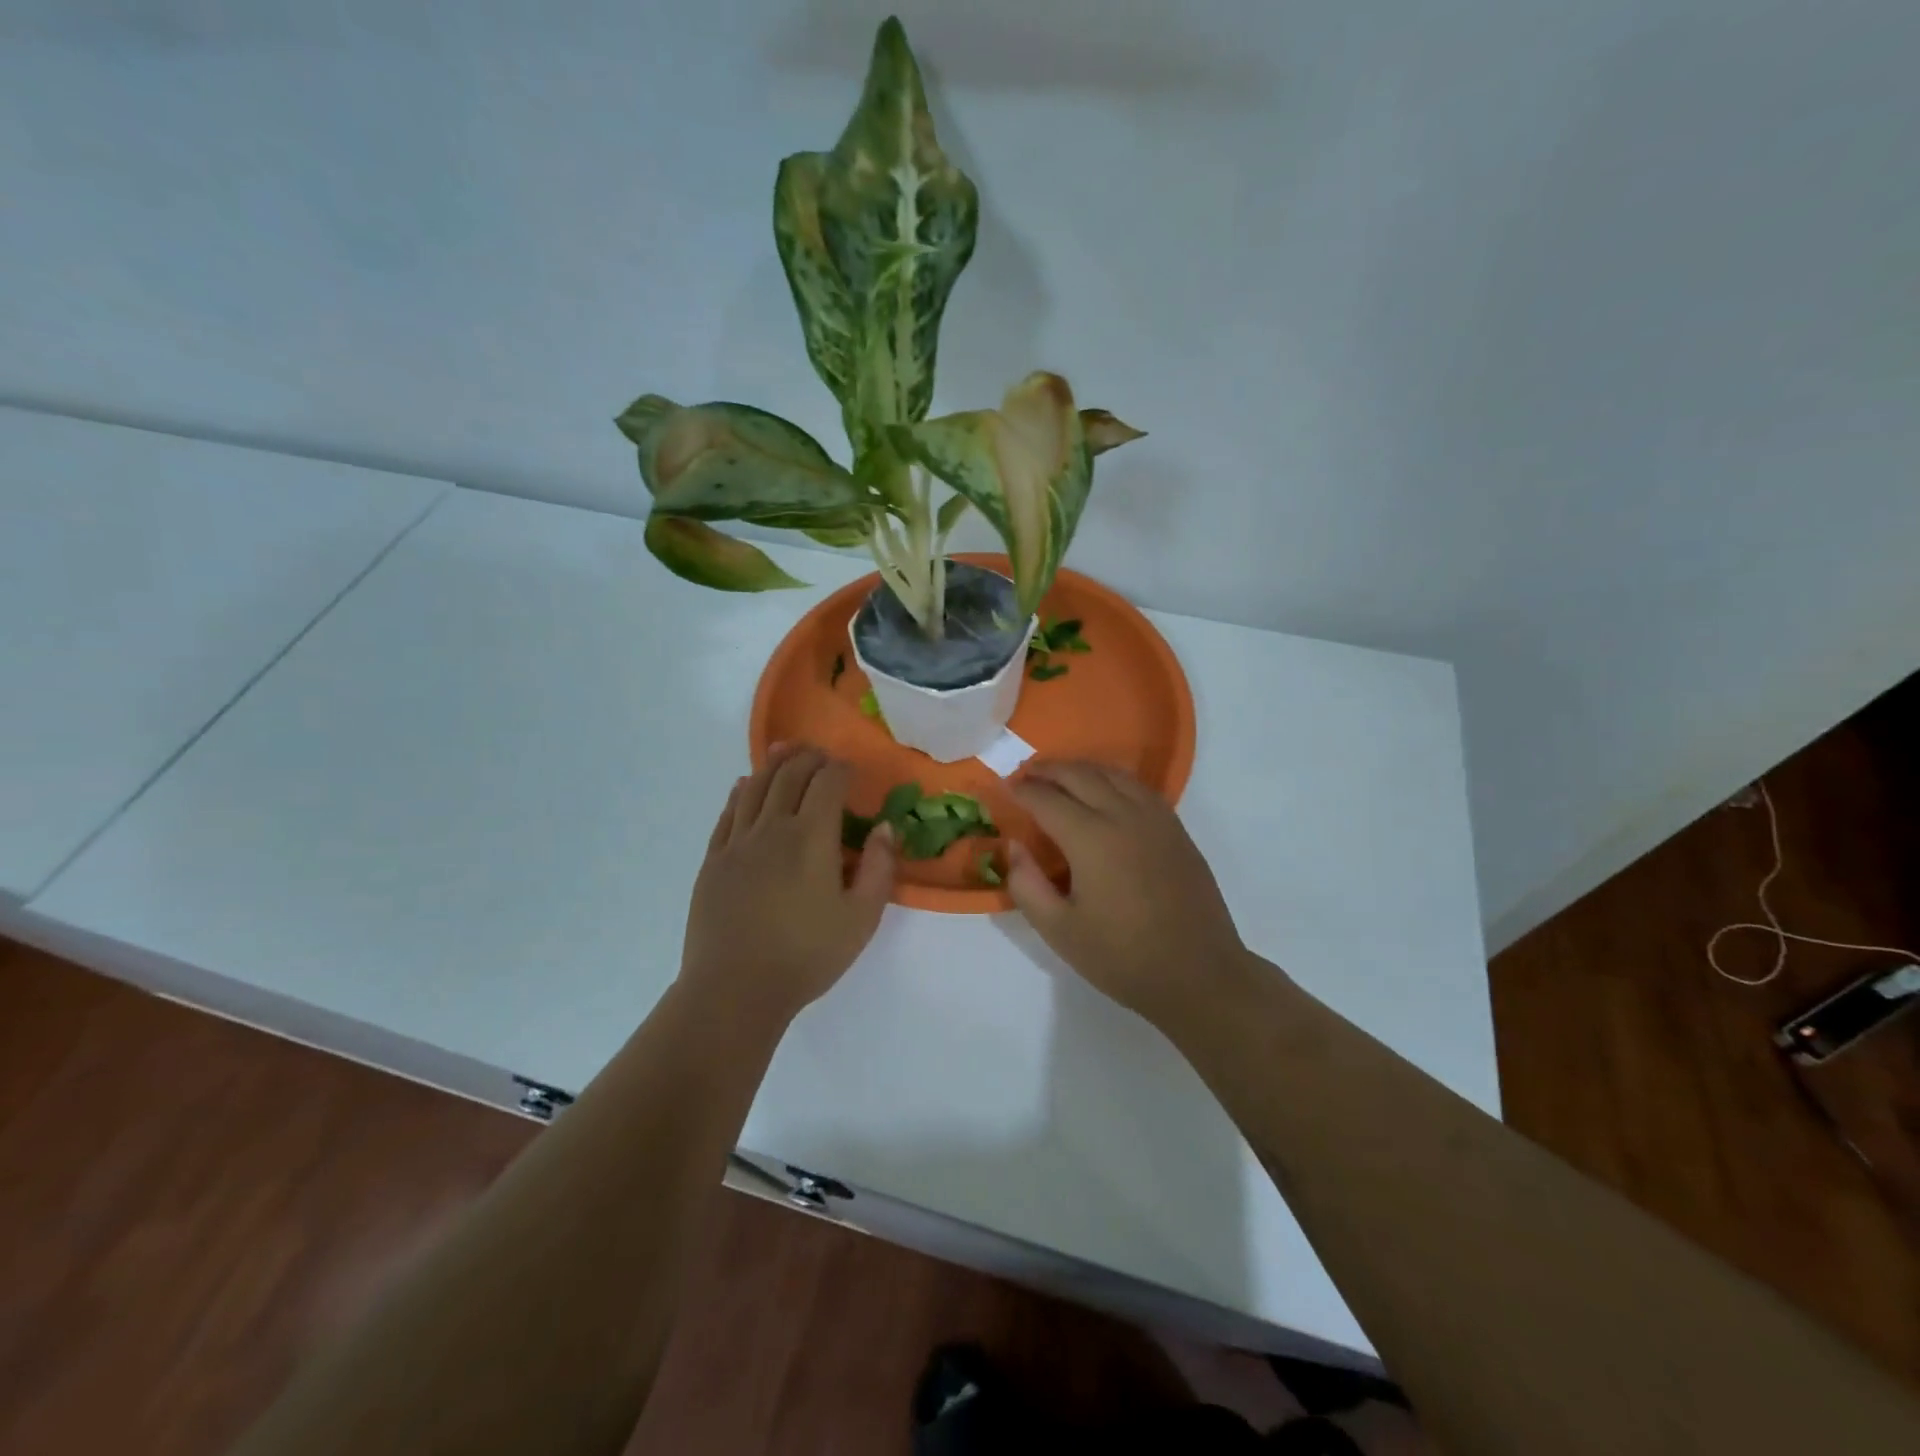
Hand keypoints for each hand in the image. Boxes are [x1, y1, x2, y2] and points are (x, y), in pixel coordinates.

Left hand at [680, 743, 893, 1026]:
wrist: (735, 989)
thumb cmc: (807, 955)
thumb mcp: (862, 918)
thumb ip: (880, 868)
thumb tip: (885, 828)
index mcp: (812, 836)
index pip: (827, 783)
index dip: (841, 768)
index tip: (850, 768)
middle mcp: (773, 827)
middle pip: (790, 775)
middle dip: (808, 758)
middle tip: (820, 753)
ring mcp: (738, 842)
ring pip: (756, 787)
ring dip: (773, 764)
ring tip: (785, 750)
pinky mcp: (714, 860)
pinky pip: (728, 813)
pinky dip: (740, 792)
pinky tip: (744, 785)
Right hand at [1008, 761, 1253, 1029]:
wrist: (1199, 974)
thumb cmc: (1123, 957)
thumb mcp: (1060, 931)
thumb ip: (1026, 885)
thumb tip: (1014, 846)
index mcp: (1091, 839)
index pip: (1047, 799)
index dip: (1022, 791)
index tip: (1005, 788)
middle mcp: (1123, 816)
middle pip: (1080, 775)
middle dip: (1049, 770)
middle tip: (1026, 774)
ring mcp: (1155, 819)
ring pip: (1113, 774)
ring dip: (1081, 769)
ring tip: (1061, 776)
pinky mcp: (1176, 829)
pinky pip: (1138, 787)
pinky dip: (1112, 778)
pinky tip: (1105, 791)